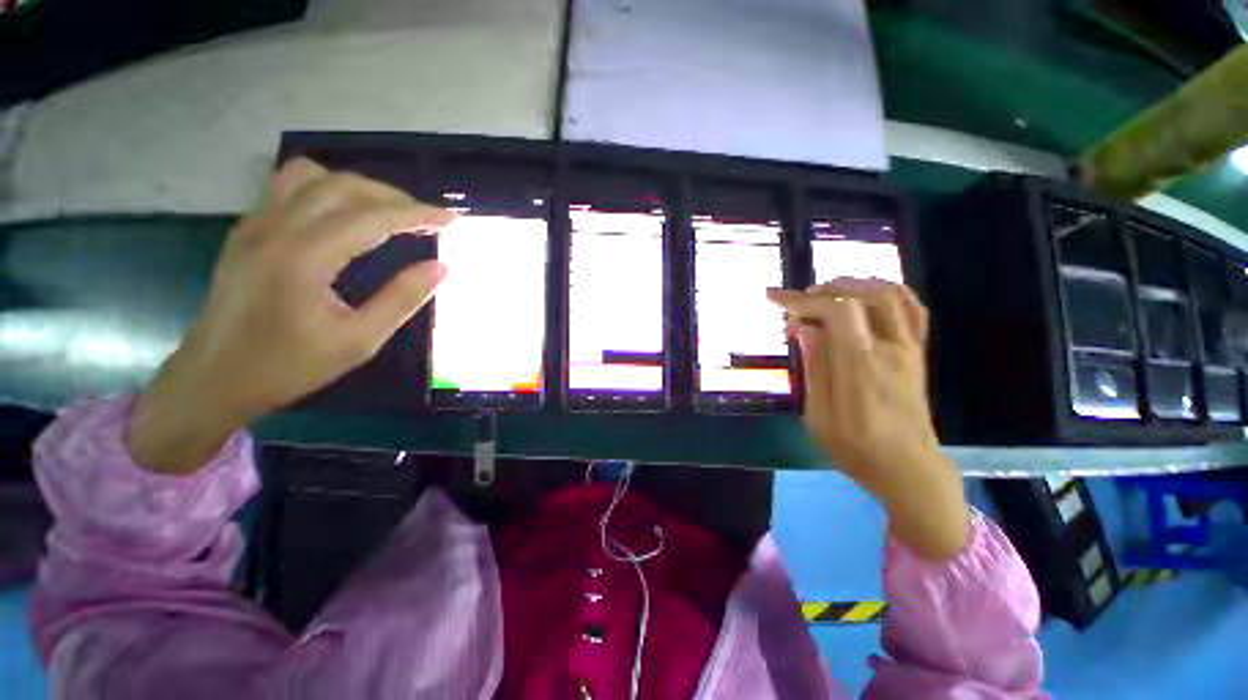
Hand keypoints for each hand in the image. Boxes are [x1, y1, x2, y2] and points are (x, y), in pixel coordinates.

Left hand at [126, 159, 454, 474]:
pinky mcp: (247, 229)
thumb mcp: (358, 342)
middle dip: (395, 197)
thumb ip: (402, 300)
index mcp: (303, 259)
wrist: (213, 378)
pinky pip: (289, 186)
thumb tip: (441, 267)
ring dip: (359, 187)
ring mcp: (255, 224)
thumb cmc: (288, 366)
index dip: (418, 214)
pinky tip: (346, 215)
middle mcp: (275, 229)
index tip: (452, 219)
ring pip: (312, 176)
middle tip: (428, 219)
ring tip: (389, 212)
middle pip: (344, 186)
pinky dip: (328, 189)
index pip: (372, 218)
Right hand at [767, 279, 969, 560]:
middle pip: (864, 295)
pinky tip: (863, 295)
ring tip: (825, 293)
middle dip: (825, 289)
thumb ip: (814, 366)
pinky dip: (886, 291)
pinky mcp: (918, 353)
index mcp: (861, 368)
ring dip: (854, 285)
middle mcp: (891, 350)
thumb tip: (804, 327)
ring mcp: (910, 349)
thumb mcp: (818, 416)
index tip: (775, 298)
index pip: (838, 313)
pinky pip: (911, 308)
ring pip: (891, 294)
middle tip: (799, 300)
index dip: (803, 300)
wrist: (910, 471)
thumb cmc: (857, 450)